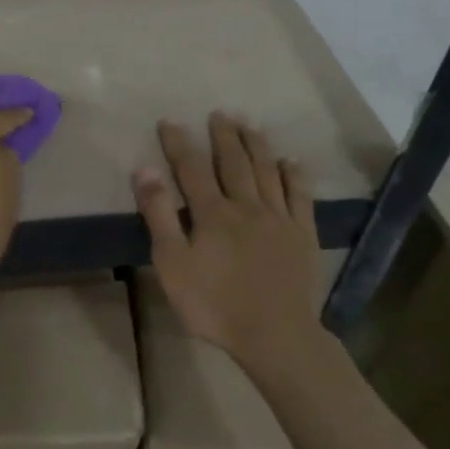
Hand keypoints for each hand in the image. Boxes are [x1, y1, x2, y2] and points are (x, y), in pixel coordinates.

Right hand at [132, 112, 321, 369]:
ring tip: (250, 124)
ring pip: (267, 171)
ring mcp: (279, 218)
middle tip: (219, 113)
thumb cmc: (214, 304)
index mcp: (213, 213)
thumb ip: (159, 215)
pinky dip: (294, 175)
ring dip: (257, 145)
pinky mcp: (303, 234)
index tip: (169, 121)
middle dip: (224, 136)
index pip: (191, 168)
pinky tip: (290, 161)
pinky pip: (300, 196)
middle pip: (234, 162)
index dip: (179, 143)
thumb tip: (145, 170)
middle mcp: (247, 205)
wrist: (275, 335)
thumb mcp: (173, 264)